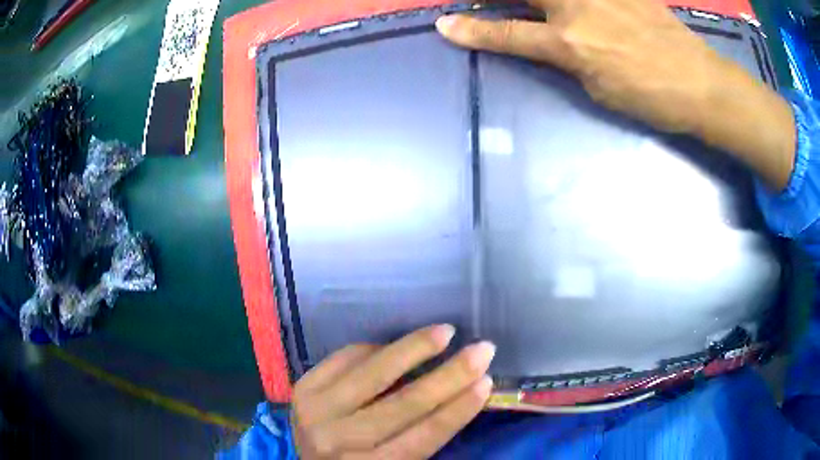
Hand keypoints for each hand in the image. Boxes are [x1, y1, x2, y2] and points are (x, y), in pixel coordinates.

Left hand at [291, 325, 494, 458]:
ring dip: (413, 349)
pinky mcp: (303, 387)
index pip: (423, 437)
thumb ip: (416, 436)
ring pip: (373, 375)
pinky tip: (396, 345)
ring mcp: (316, 411)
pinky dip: (374, 348)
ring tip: (445, 332)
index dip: (458, 409)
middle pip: (403, 405)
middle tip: (482, 349)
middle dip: (449, 375)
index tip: (486, 382)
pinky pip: (346, 358)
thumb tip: (456, 392)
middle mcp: (339, 441)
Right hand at [436, 0, 795, 189]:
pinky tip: (579, 7)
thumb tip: (552, 42)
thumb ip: (569, 60)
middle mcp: (576, 7)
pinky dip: (577, 1)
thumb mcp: (600, 92)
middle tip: (479, 2)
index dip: (474, 31)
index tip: (444, 25)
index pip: (508, 34)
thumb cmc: (652, 98)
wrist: (700, 83)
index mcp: (570, 44)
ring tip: (539, 9)